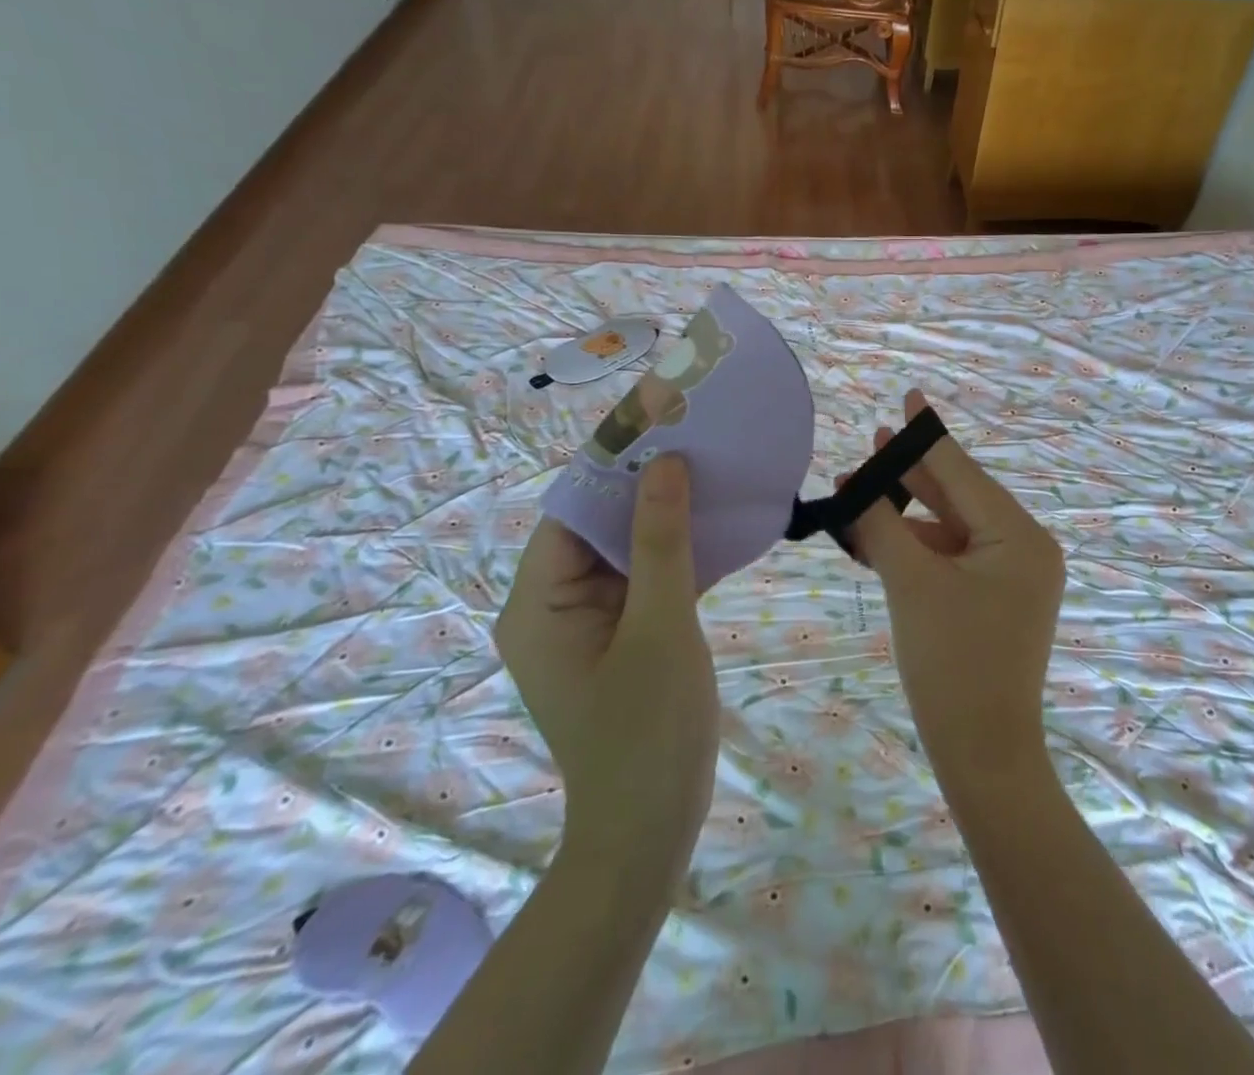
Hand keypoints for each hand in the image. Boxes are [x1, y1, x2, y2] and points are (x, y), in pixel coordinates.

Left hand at [496, 455, 717, 875]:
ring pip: (623, 550)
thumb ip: (661, 542)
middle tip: (697, 439)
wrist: (648, 835)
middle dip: (645, 485)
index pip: (573, 508)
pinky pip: (640, 580)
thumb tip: (665, 462)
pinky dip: (673, 555)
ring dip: (664, 518)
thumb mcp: (660, 627)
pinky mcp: (615, 638)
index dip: (614, 462)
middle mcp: (549, 605)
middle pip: (597, 525)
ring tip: (710, 470)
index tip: (662, 419)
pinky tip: (715, 527)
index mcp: (537, 601)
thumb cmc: (647, 732)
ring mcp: (583, 623)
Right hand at [849, 390, 1064, 791]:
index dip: (927, 435)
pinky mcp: (995, 598)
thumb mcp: (911, 585)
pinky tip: (878, 534)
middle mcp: (1024, 547)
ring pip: (951, 527)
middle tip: (871, 441)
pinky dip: (917, 546)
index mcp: (1018, 536)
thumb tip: (856, 487)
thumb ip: (882, 525)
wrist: (983, 754)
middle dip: (910, 473)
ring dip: (906, 513)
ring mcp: (1012, 575)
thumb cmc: (951, 664)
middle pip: (958, 496)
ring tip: (859, 490)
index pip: (963, 472)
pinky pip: (952, 556)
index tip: (909, 395)